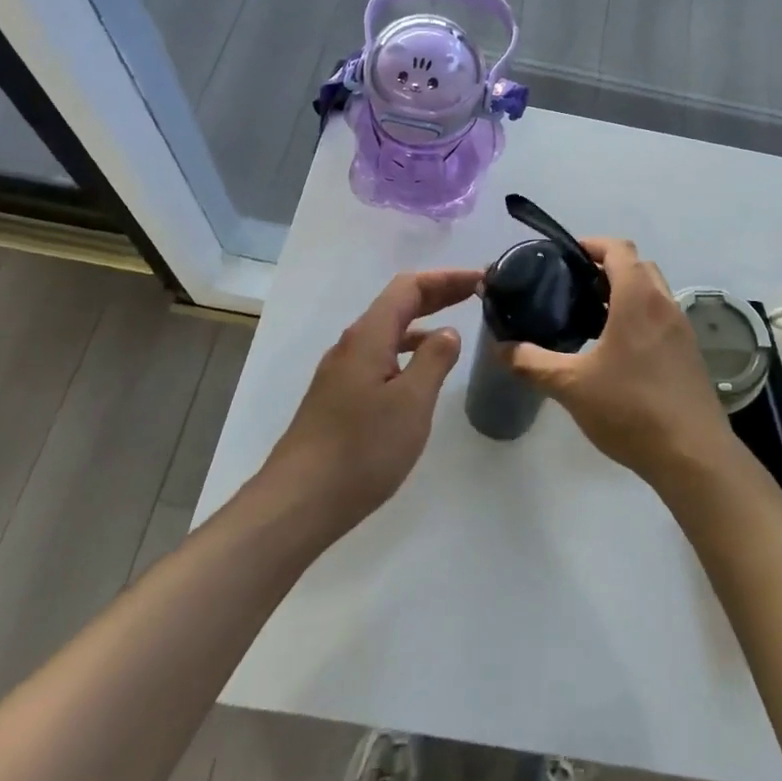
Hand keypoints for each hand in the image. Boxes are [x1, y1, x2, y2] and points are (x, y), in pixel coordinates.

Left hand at [265, 268, 480, 528]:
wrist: (299, 502)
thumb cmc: (362, 449)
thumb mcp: (411, 402)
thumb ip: (434, 360)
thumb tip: (447, 332)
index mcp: (369, 336)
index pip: (410, 287)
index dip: (447, 278)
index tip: (482, 279)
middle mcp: (352, 345)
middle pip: (398, 304)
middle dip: (438, 294)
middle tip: (477, 294)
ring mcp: (341, 372)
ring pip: (388, 332)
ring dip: (422, 323)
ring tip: (455, 330)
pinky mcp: (339, 397)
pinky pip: (380, 356)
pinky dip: (407, 350)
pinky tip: (420, 373)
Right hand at [508, 238, 729, 481]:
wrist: (693, 455)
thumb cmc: (631, 409)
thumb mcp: (571, 386)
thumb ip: (532, 363)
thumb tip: (502, 348)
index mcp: (639, 299)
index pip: (619, 248)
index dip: (592, 244)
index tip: (565, 257)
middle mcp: (665, 304)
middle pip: (638, 266)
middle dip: (606, 268)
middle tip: (573, 288)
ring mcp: (682, 329)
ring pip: (653, 292)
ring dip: (625, 293)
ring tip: (590, 318)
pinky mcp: (689, 353)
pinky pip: (661, 317)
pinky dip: (639, 317)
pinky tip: (616, 351)